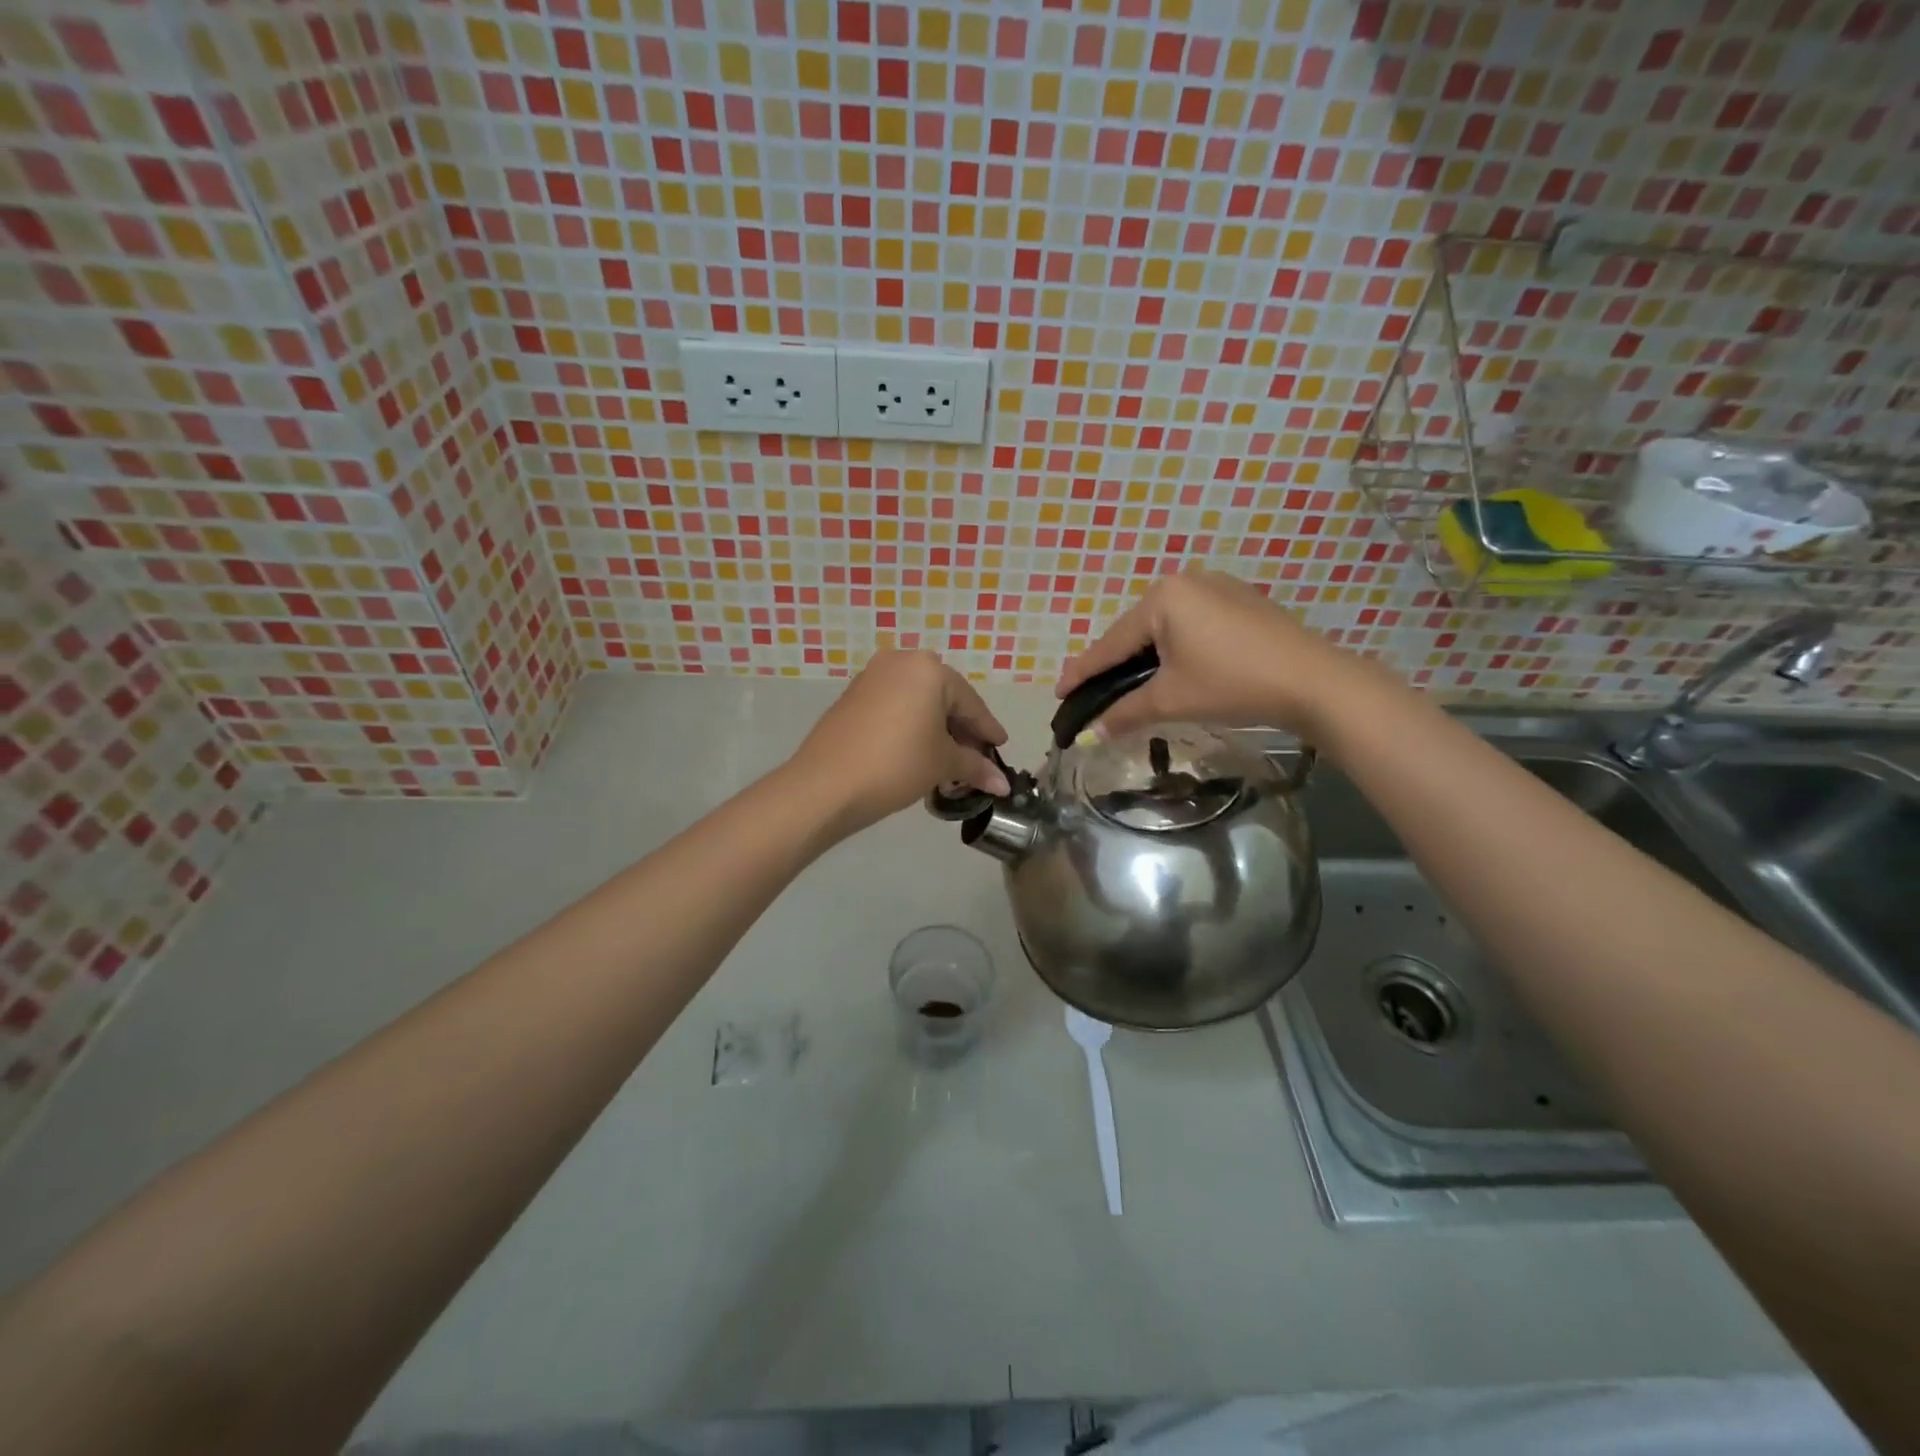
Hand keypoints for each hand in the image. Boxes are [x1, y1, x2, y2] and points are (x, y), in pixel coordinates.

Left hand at [789, 650, 1010, 835]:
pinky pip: (894, 707)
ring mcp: (871, 678)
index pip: (970, 702)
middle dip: (961, 730)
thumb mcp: (942, 764)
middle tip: (975, 758)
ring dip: (935, 729)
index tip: (1001, 748)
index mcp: (928, 669)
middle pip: (943, 698)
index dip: (987, 730)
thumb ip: (976, 767)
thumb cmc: (896, 764)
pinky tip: (916, 752)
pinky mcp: (851, 697)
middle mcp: (899, 662)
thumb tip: (1003, 784)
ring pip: (917, 702)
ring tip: (947, 762)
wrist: (825, 785)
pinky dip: (910, 727)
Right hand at [1055, 570, 1369, 738]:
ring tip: (1125, 686)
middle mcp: (1186, 581)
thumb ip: (1125, 712)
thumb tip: (1093, 733)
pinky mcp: (1240, 602)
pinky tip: (1170, 670)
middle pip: (1136, 632)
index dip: (1083, 671)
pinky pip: (1191, 626)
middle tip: (1090, 693)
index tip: (1058, 691)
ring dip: (1144, 659)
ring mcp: (1217, 587)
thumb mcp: (1171, 700)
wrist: (1314, 682)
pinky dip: (1174, 650)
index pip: (1111, 642)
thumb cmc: (1233, 684)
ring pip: (1164, 629)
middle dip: (1114, 665)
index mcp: (1163, 597)